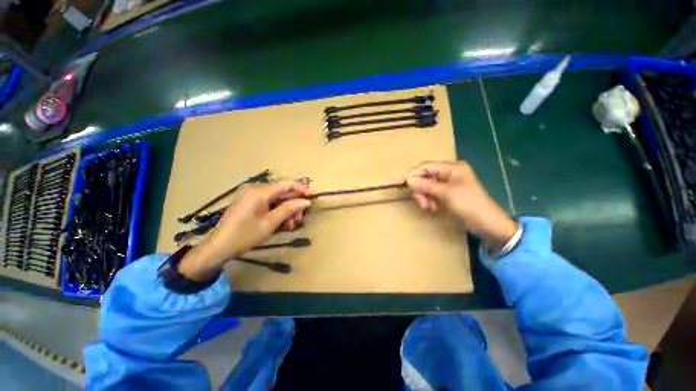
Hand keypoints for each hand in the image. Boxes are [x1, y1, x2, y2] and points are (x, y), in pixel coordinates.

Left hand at [178, 182, 310, 280]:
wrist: (219, 248)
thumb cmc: (245, 235)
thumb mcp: (270, 223)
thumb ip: (289, 209)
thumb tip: (305, 201)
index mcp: (261, 192)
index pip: (287, 184)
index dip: (302, 190)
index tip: (312, 198)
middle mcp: (257, 191)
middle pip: (283, 193)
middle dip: (294, 205)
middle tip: (300, 219)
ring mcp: (252, 198)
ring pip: (277, 200)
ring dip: (287, 211)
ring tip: (290, 225)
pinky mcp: (250, 205)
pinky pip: (269, 205)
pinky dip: (277, 213)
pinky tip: (281, 225)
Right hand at [405, 161, 517, 248]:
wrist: (487, 223)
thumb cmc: (469, 204)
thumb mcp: (446, 193)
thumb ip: (426, 186)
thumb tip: (409, 181)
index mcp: (452, 168)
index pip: (427, 166)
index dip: (414, 174)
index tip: (404, 183)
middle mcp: (449, 173)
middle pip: (426, 176)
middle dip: (421, 189)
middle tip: (420, 202)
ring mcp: (448, 183)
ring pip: (427, 186)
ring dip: (425, 196)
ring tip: (427, 207)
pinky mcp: (448, 193)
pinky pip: (432, 193)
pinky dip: (430, 200)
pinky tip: (433, 208)